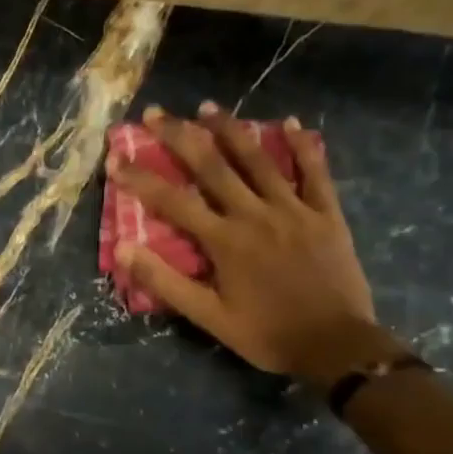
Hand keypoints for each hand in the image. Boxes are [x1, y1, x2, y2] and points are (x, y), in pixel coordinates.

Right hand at [108, 103, 378, 380]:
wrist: (337, 346)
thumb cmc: (266, 334)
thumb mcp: (208, 317)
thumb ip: (165, 281)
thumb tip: (123, 250)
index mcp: (224, 241)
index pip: (172, 201)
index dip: (140, 177)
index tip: (115, 157)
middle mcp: (255, 215)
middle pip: (212, 167)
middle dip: (180, 137)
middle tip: (156, 113)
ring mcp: (294, 210)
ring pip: (258, 161)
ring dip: (230, 131)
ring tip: (208, 107)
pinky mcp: (326, 214)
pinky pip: (314, 173)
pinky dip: (302, 147)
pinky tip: (289, 124)